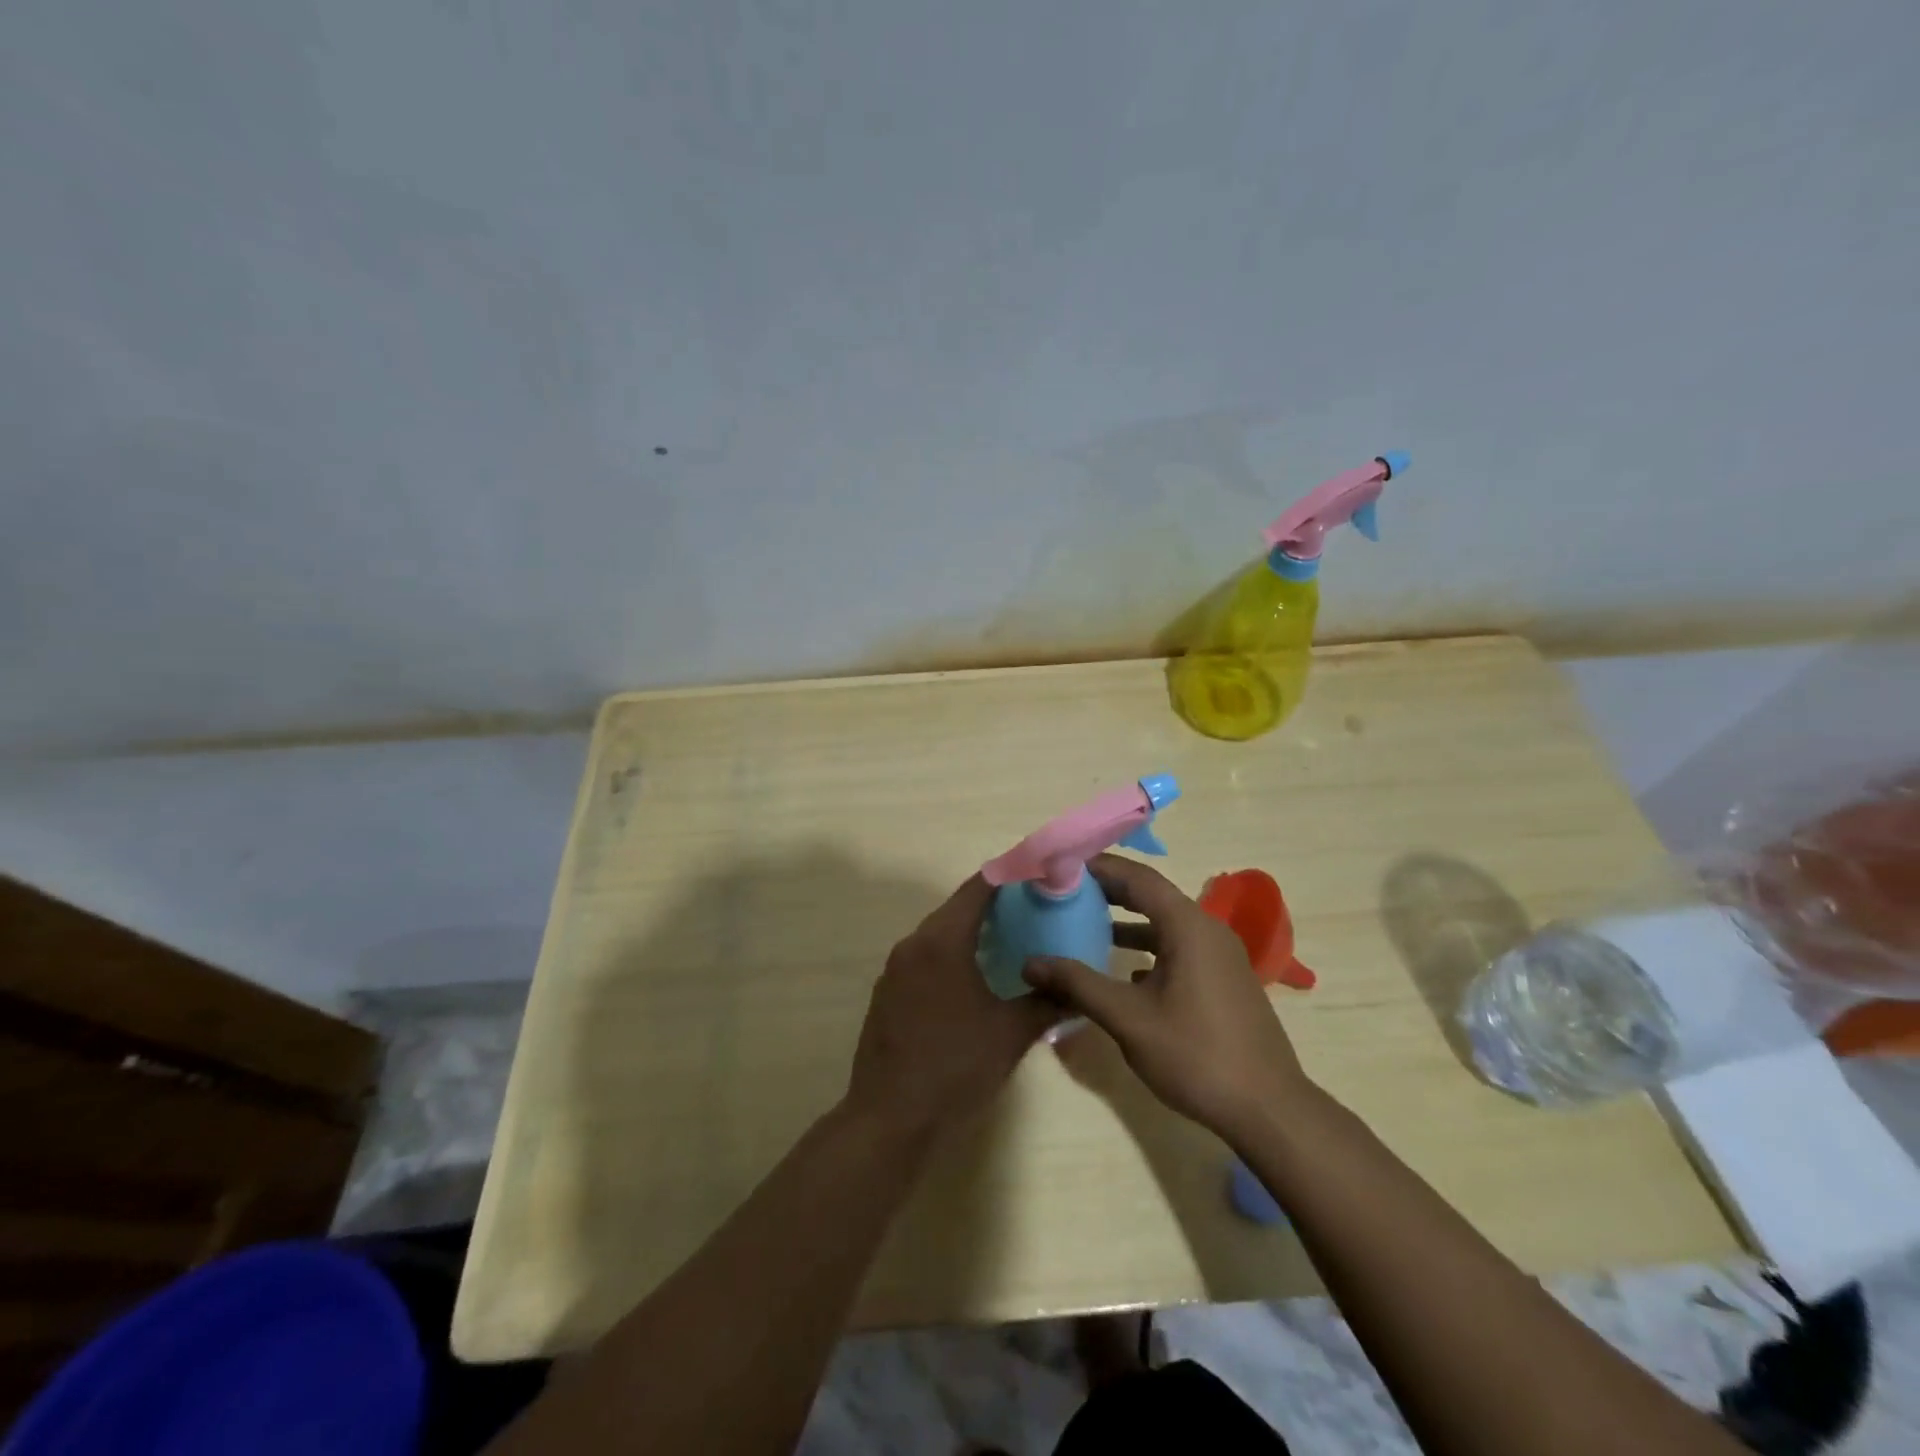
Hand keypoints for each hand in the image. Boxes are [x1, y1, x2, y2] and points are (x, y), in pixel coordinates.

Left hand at [846, 874, 1059, 1138]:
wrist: (890, 1119)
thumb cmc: (955, 1067)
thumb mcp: (1011, 1034)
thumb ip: (1047, 1003)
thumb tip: (1076, 989)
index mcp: (942, 941)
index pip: (977, 889)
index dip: (1008, 876)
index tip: (1037, 873)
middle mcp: (913, 945)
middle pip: (956, 909)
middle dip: (993, 906)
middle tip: (1032, 911)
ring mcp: (895, 970)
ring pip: (938, 935)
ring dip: (970, 933)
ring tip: (1009, 942)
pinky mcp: (887, 994)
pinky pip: (924, 959)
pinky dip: (950, 956)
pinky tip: (974, 980)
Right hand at [1022, 854, 1307, 1137]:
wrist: (1268, 1109)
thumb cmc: (1196, 1055)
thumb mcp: (1128, 1018)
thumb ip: (1078, 984)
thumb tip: (1030, 962)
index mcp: (1188, 926)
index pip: (1138, 877)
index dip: (1099, 867)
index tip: (1061, 868)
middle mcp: (1207, 929)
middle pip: (1152, 895)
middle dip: (1109, 891)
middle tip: (1066, 892)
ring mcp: (1220, 955)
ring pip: (1166, 923)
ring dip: (1128, 921)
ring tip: (1086, 926)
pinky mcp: (1224, 979)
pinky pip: (1179, 947)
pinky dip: (1149, 947)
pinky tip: (1126, 971)